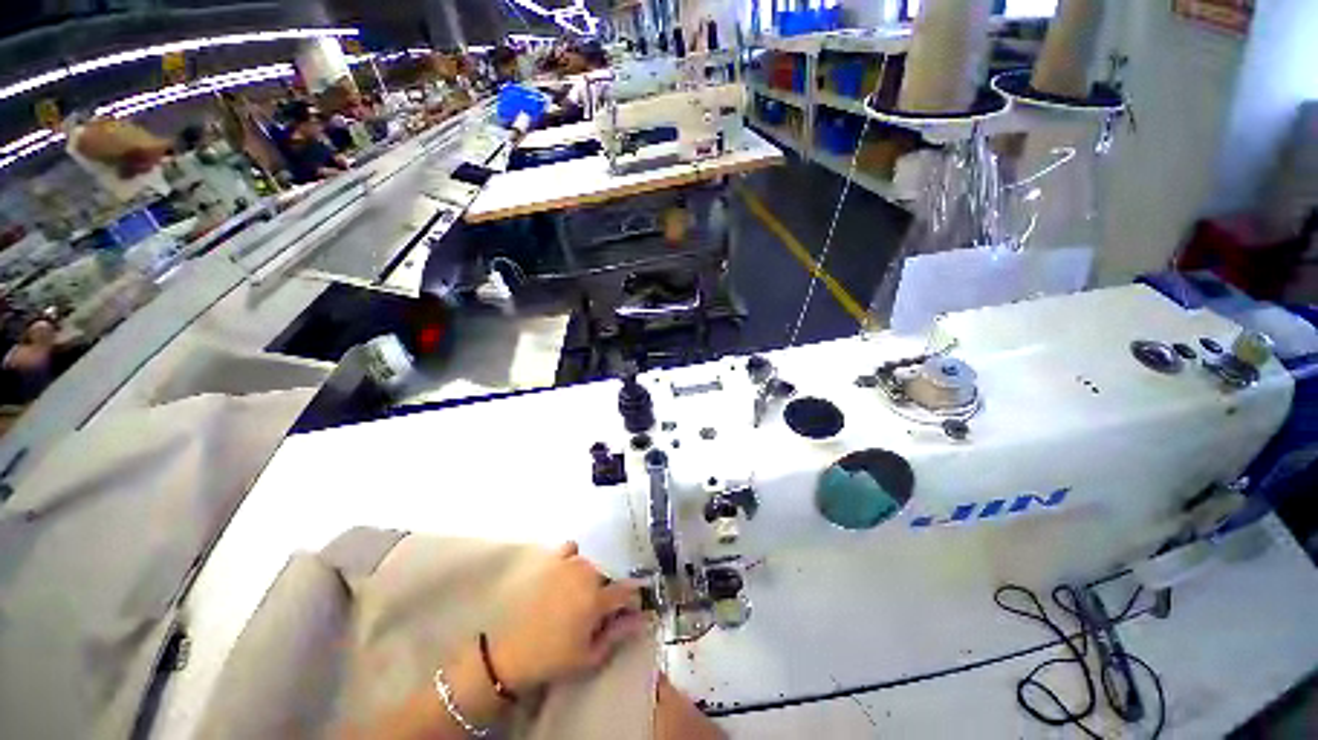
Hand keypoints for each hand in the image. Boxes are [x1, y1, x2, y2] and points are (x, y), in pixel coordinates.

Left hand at [491, 542, 647, 692]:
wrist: (510, 653)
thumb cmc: (553, 658)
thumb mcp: (590, 655)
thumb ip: (619, 633)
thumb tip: (643, 619)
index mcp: (597, 598)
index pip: (628, 590)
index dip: (633, 601)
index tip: (630, 612)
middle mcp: (586, 574)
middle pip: (609, 576)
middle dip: (610, 592)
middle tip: (599, 612)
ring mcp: (567, 564)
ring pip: (592, 564)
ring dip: (593, 577)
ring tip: (581, 596)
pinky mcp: (551, 561)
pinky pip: (571, 549)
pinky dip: (574, 558)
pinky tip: (569, 573)